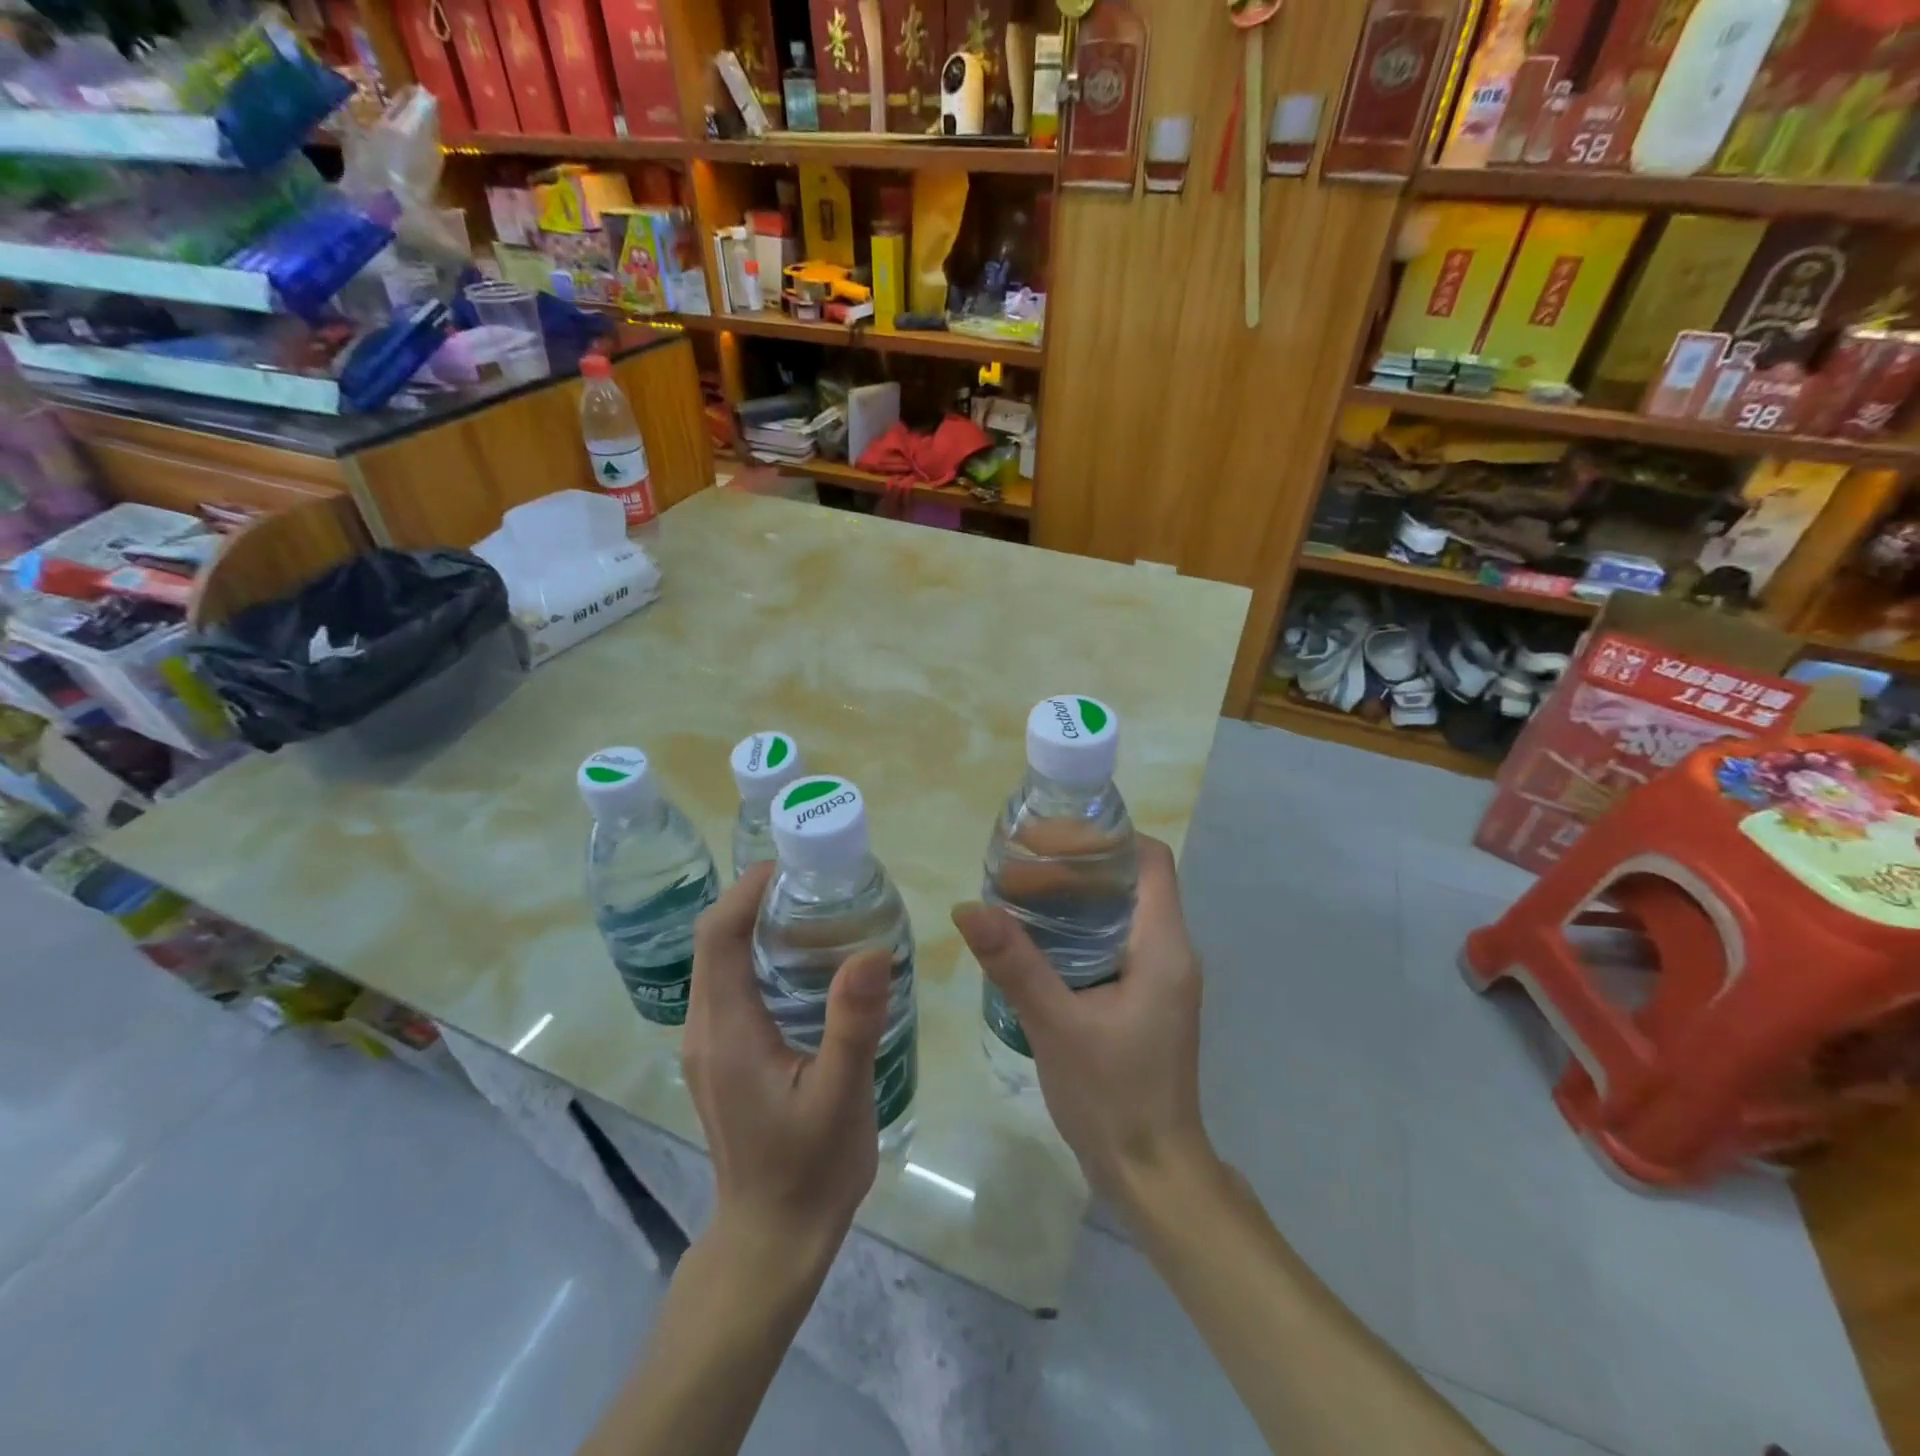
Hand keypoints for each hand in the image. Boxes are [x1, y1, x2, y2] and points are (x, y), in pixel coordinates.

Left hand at [683, 863, 894, 1268]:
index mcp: (725, 1031)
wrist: (773, 1239)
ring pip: (720, 962)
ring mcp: (708, 1045)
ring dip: (757, 925)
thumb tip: (872, 950)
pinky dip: (758, 956)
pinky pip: (730, 986)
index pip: (718, 936)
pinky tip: (807, 963)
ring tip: (817, 909)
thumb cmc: (808, 1169)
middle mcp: (704, 1029)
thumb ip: (853, 1023)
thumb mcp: (840, 1096)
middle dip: (755, 899)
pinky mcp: (722, 1057)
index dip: (747, 890)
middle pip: (714, 941)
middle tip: (816, 881)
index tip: (794, 864)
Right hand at [952, 835, 1214, 1220]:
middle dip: (1077, 865)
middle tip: (1019, 865)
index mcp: (1164, 946)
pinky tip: (1035, 940)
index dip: (1105, 838)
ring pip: (1120, 912)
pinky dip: (1078, 929)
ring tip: (1019, 893)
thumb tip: (968, 907)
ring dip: (1076, 898)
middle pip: (1130, 881)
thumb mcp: (1057, 1025)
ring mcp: (1161, 977)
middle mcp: (1171, 951)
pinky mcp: (1145, 999)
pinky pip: (1114, 943)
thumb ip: (1014, 963)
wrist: (1152, 1174)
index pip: (1149, 860)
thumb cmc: (1114, 1097)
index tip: (1052, 837)